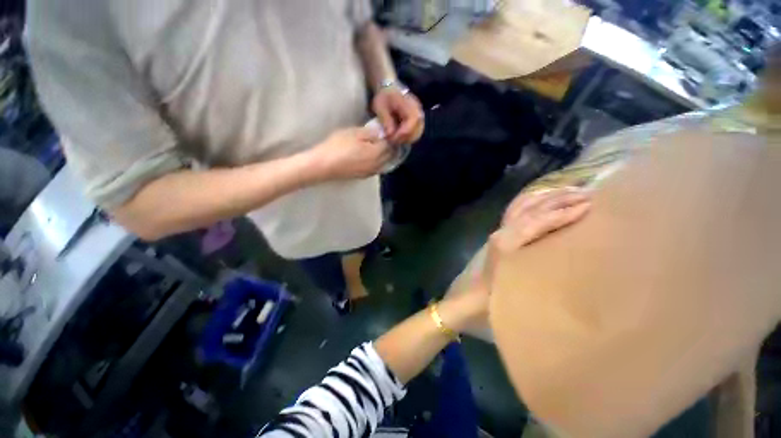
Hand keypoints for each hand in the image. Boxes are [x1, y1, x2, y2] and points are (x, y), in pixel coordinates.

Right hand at [310, 128, 391, 180]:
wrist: (325, 165)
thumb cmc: (338, 146)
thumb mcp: (353, 133)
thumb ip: (370, 133)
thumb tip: (381, 133)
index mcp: (377, 153)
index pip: (389, 144)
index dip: (389, 137)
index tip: (387, 131)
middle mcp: (377, 164)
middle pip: (390, 155)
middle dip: (390, 147)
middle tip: (387, 138)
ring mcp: (371, 172)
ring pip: (385, 163)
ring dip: (386, 155)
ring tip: (382, 147)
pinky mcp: (364, 176)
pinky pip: (378, 168)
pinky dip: (380, 162)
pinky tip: (374, 158)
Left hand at [371, 87, 424, 144]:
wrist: (389, 87)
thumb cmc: (384, 96)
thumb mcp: (381, 108)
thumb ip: (386, 121)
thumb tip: (390, 135)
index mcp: (410, 107)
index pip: (409, 127)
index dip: (399, 136)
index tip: (389, 139)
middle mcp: (418, 112)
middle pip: (415, 133)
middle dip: (403, 139)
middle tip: (391, 140)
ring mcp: (420, 116)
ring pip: (417, 134)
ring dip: (406, 139)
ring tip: (395, 138)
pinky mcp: (418, 119)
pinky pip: (416, 132)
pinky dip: (408, 137)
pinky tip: (399, 136)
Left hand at [440, 188, 591, 331]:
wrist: (475, 296)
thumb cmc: (498, 297)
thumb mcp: (520, 286)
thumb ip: (539, 269)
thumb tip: (571, 254)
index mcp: (506, 243)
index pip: (537, 222)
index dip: (562, 213)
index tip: (589, 205)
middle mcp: (502, 231)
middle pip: (532, 209)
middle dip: (560, 199)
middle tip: (589, 193)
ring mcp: (500, 229)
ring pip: (524, 205)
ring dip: (548, 196)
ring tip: (573, 190)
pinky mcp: (500, 231)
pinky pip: (517, 209)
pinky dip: (533, 199)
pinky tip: (546, 195)